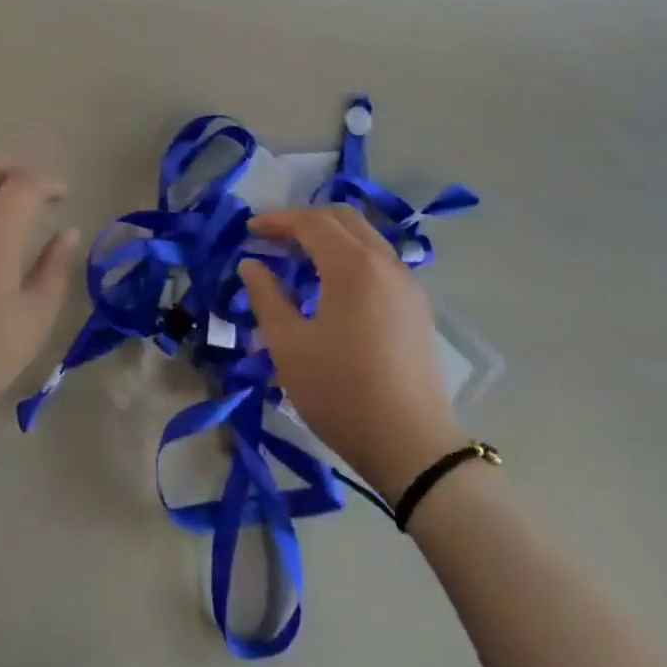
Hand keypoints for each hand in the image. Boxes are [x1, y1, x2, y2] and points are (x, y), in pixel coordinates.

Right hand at [239, 208, 465, 500]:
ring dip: (330, 236)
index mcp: (352, 266)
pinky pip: (380, 259)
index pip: (311, 222)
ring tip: (300, 258)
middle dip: (304, 220)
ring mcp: (407, 283)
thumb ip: (266, 297)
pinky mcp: (417, 306)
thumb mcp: (289, 346)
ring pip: (365, 236)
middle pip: (342, 218)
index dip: (277, 221)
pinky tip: (334, 284)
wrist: (413, 448)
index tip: (250, 232)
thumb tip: (251, 264)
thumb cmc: (342, 393)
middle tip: (274, 239)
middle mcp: (385, 262)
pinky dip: (352, 254)